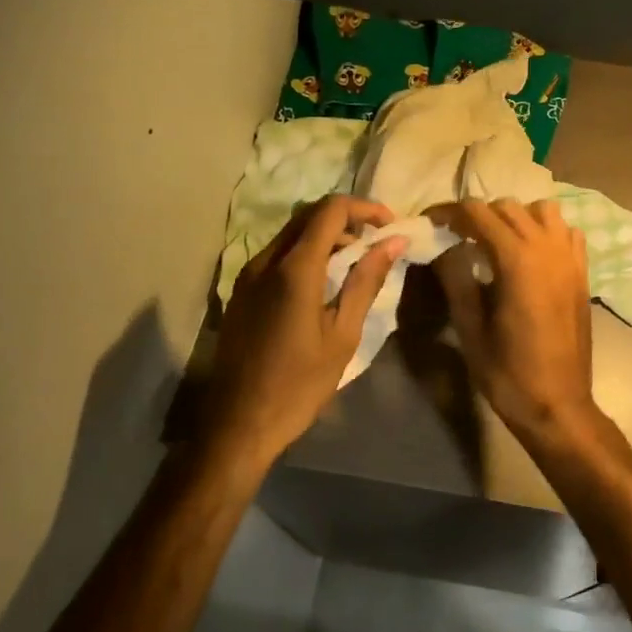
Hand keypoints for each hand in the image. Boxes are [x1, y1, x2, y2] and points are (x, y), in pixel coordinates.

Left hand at [206, 195, 405, 466]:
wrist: (238, 423)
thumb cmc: (299, 384)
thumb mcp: (343, 335)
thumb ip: (366, 282)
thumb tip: (393, 242)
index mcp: (294, 270)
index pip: (331, 210)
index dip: (365, 208)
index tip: (391, 225)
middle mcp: (265, 261)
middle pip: (309, 215)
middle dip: (348, 220)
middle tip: (377, 243)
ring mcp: (248, 274)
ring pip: (292, 233)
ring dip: (326, 236)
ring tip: (355, 264)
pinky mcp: (241, 290)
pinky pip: (277, 254)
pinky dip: (306, 253)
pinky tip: (323, 283)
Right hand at [431, 199, 598, 442]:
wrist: (557, 404)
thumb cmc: (508, 372)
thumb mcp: (470, 328)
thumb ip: (455, 278)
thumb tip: (442, 246)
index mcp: (517, 260)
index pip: (478, 213)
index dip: (448, 212)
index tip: (429, 222)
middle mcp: (548, 249)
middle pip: (508, 207)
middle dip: (478, 215)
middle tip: (455, 237)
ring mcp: (570, 259)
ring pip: (542, 211)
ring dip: (515, 217)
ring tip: (495, 242)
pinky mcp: (582, 274)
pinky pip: (566, 232)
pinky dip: (545, 231)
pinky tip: (530, 255)